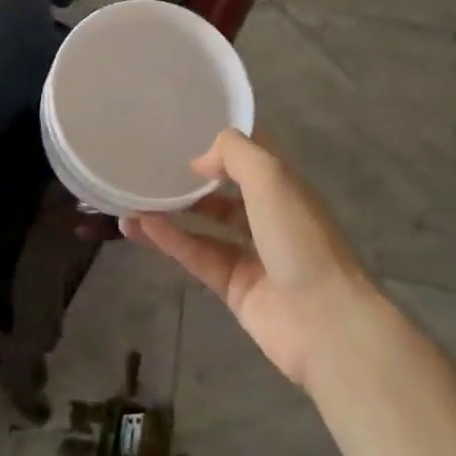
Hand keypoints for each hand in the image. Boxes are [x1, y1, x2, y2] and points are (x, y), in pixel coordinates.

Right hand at [123, 129, 374, 388]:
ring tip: (131, 198)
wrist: (324, 321)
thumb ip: (234, 154)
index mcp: (284, 188)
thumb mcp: (271, 177)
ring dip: (171, 212)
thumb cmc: (300, 237)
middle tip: (150, 167)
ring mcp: (251, 255)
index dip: (222, 145)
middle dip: (191, 181)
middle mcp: (268, 218)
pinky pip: (196, 255)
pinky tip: (138, 225)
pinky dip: (169, 240)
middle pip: (224, 193)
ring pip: (204, 226)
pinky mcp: (232, 287)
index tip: (183, 133)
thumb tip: (200, 161)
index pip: (251, 158)